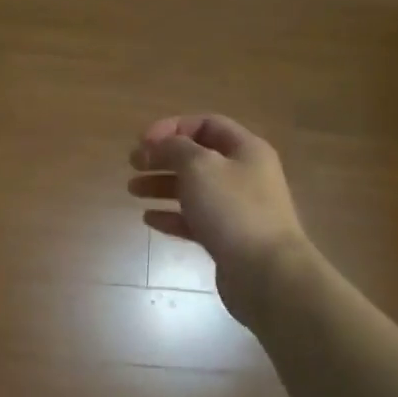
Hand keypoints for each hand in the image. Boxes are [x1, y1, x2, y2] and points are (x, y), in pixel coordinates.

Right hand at [129, 113, 309, 325]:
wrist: (265, 272)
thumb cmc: (232, 209)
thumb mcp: (199, 166)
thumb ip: (175, 148)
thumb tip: (160, 144)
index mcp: (245, 150)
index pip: (206, 125)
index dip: (172, 128)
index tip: (143, 142)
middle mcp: (244, 175)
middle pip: (198, 157)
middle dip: (162, 157)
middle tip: (133, 164)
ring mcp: (237, 208)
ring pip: (193, 189)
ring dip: (161, 186)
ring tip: (132, 190)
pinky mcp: (228, 238)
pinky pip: (194, 220)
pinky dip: (171, 216)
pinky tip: (149, 219)